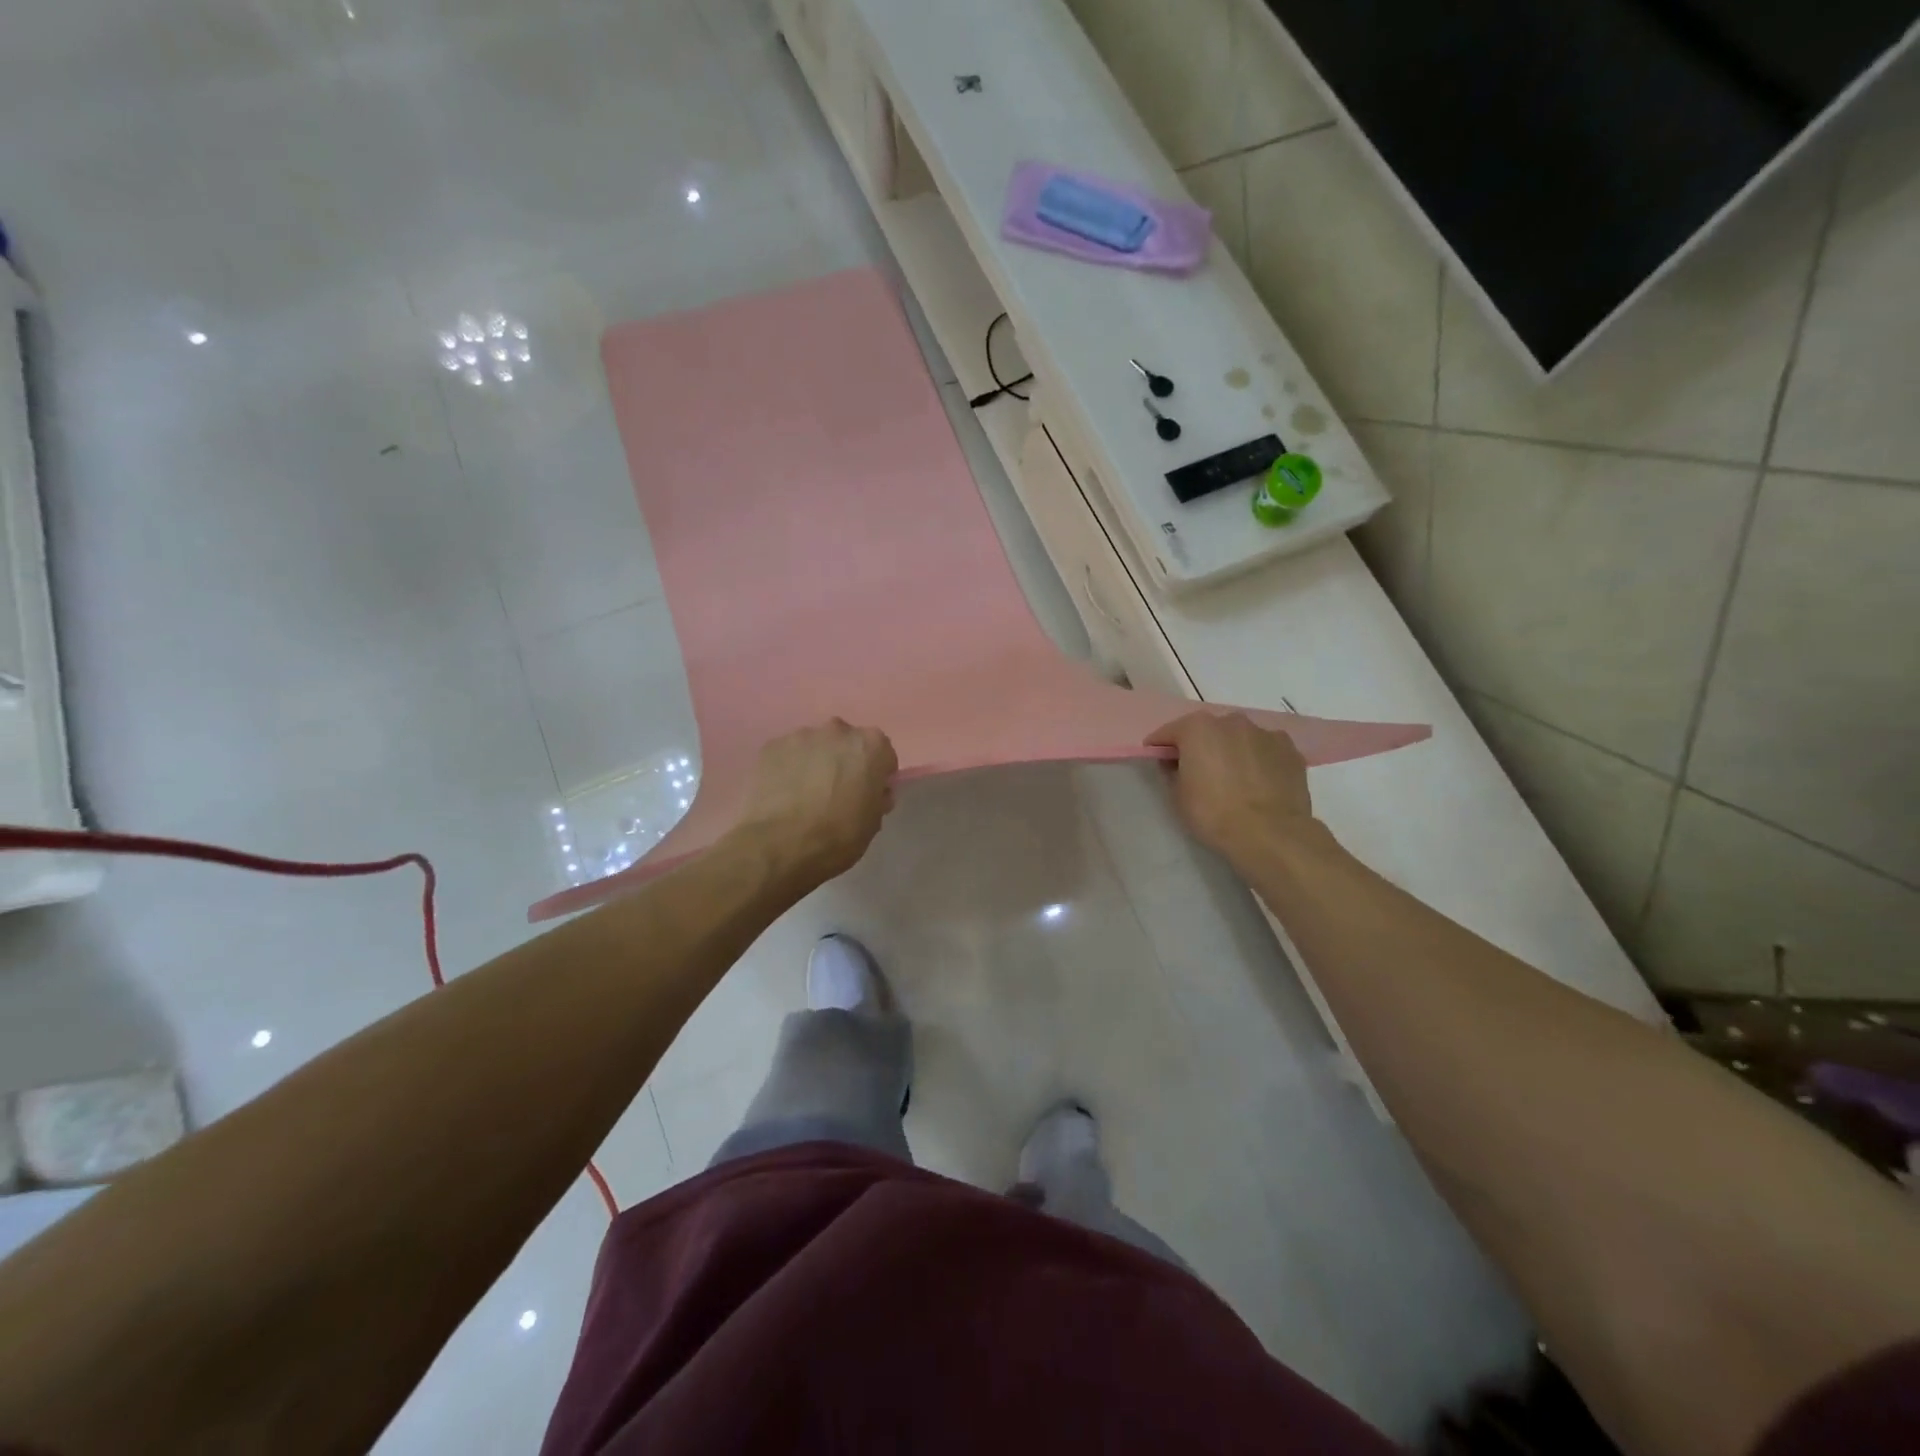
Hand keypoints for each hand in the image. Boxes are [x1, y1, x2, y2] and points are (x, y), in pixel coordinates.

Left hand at [731, 719, 898, 887]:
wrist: (781, 845)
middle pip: (847, 743)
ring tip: (805, 795)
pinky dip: (788, 769)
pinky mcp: (771, 747)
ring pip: (815, 747)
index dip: (877, 775)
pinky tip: (784, 794)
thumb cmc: (838, 835)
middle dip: (845, 762)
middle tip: (837, 792)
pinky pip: (787, 755)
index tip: (868, 794)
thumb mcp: (873, 822)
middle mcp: (838, 730)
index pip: (882, 754)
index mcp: (871, 745)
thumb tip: (873, 792)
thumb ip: (876, 798)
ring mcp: (801, 736)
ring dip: (815, 763)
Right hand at [1145, 712, 1317, 872]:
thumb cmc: (1214, 813)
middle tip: (1197, 771)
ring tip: (1233, 778)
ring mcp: (1264, 733)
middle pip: (1207, 730)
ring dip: (1231, 750)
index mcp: (1198, 728)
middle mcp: (1231, 721)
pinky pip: (1264, 750)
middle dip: (1200, 746)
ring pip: (1239, 738)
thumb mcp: (1178, 796)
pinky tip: (1258, 782)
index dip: (1160, 747)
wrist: (1270, 834)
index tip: (1158, 761)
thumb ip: (1172, 771)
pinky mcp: (1290, 749)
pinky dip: (1258, 759)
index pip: (1169, 732)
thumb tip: (1176, 764)